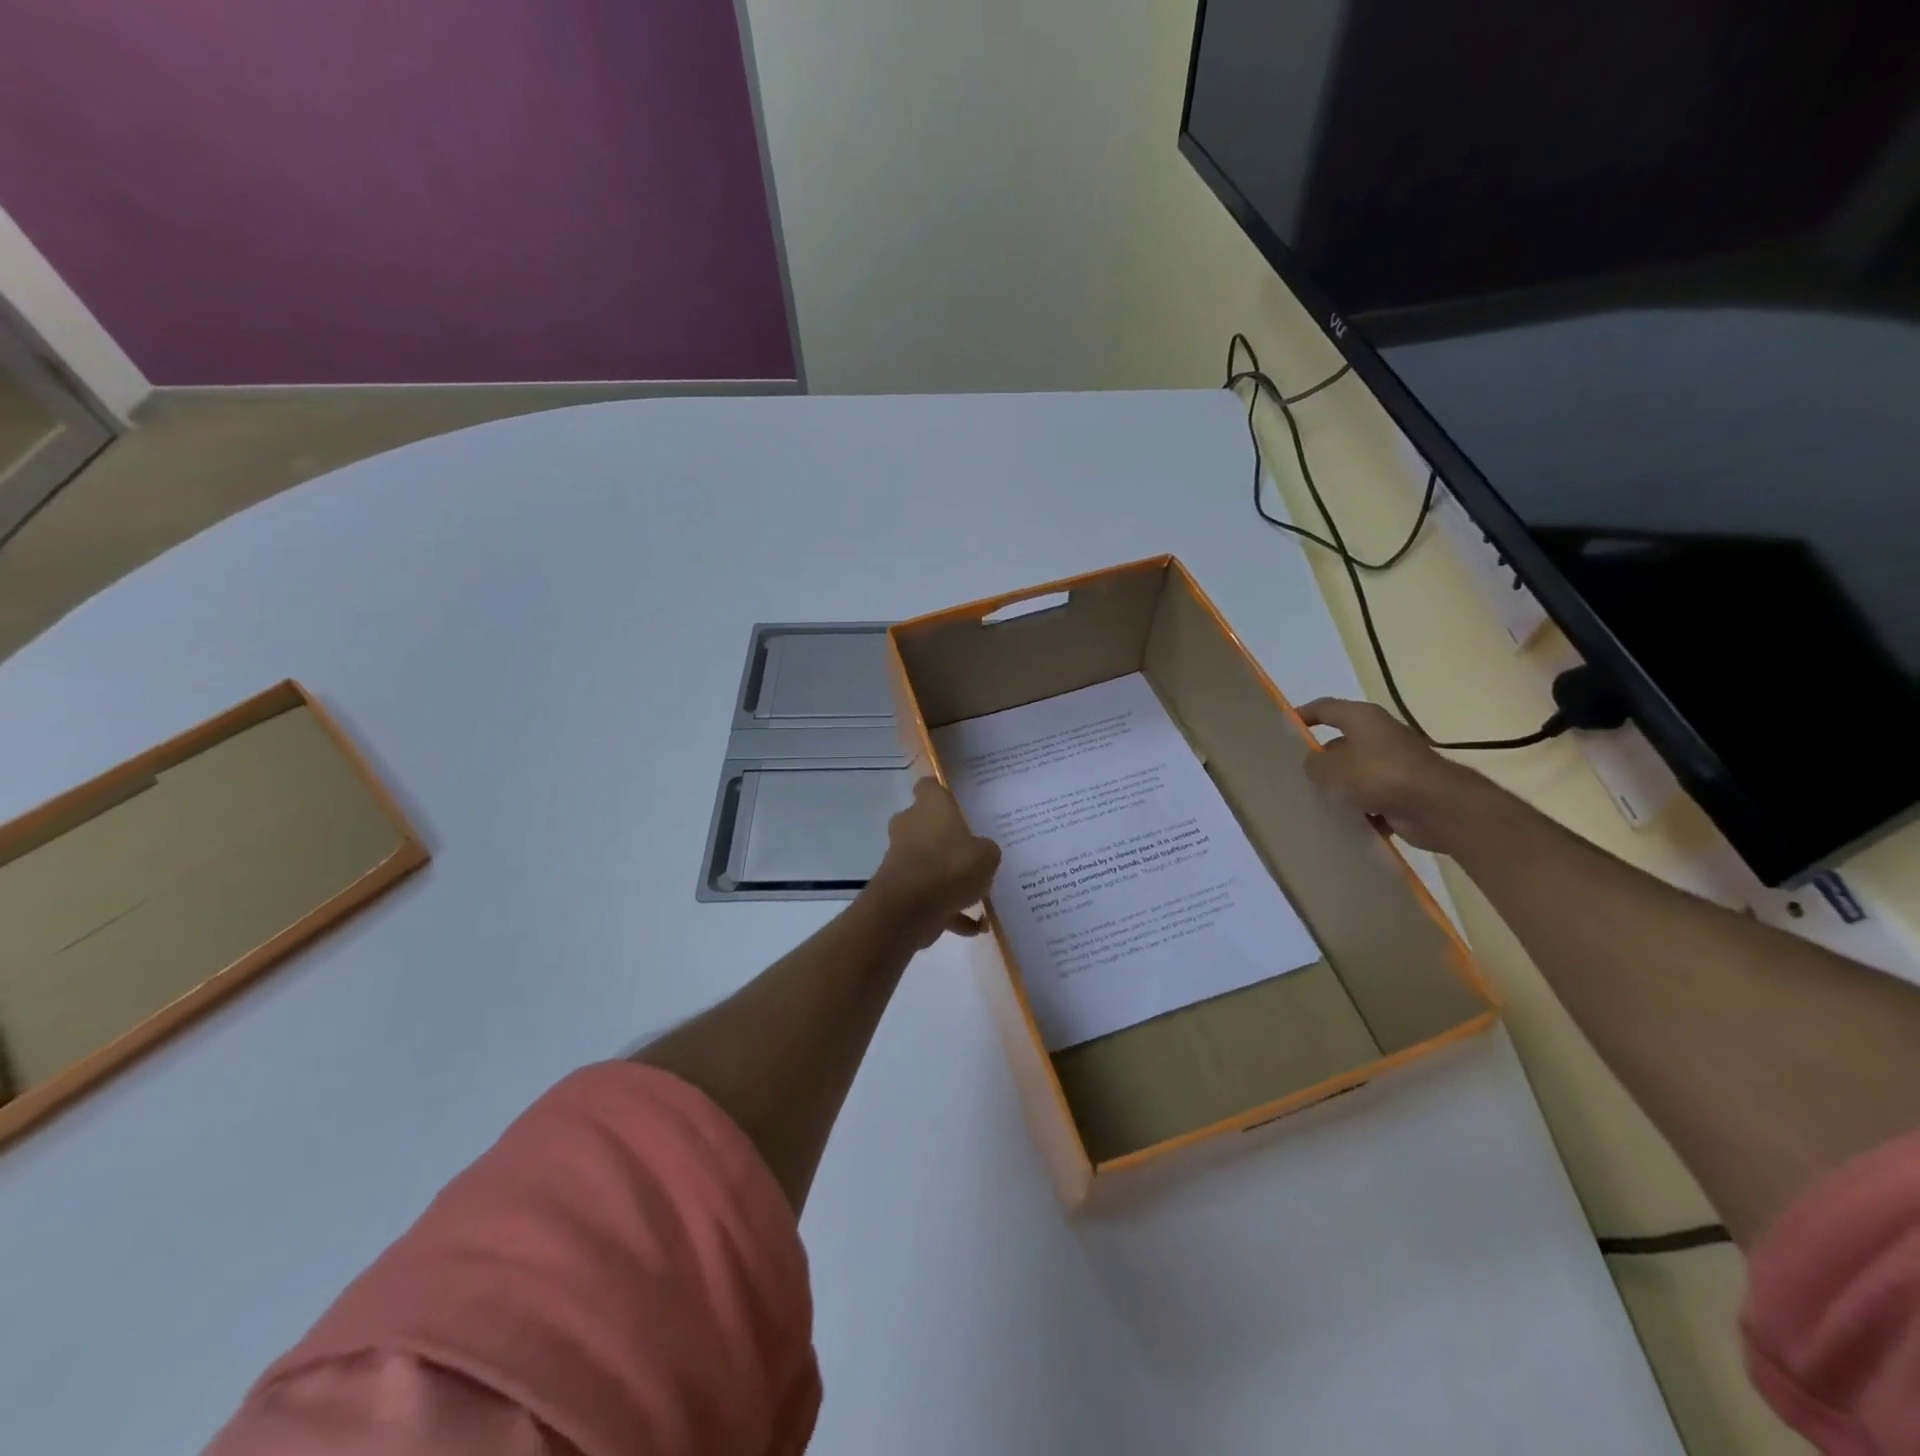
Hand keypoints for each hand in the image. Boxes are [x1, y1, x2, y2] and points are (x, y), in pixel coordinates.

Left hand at [865, 778, 1001, 948]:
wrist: (908, 910)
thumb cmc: (950, 867)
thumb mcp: (987, 855)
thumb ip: (986, 850)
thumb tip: (981, 852)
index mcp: (930, 806)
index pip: (930, 786)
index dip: (944, 792)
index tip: (962, 804)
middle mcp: (910, 826)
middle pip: (928, 824)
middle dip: (948, 838)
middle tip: (975, 849)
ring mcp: (901, 858)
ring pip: (929, 862)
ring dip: (949, 876)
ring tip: (979, 893)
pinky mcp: (900, 888)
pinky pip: (929, 895)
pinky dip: (948, 909)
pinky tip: (974, 926)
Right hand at [1298, 698, 1496, 852]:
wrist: (1437, 807)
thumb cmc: (1380, 775)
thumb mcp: (1332, 768)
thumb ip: (1313, 764)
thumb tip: (1315, 765)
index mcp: (1362, 718)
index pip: (1325, 708)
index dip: (1303, 715)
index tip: (1283, 728)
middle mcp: (1379, 735)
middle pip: (1339, 743)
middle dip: (1319, 760)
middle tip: (1294, 775)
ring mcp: (1393, 764)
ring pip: (1355, 774)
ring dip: (1339, 788)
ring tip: (1314, 802)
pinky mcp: (1403, 791)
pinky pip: (1371, 798)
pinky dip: (1359, 809)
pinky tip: (1343, 822)